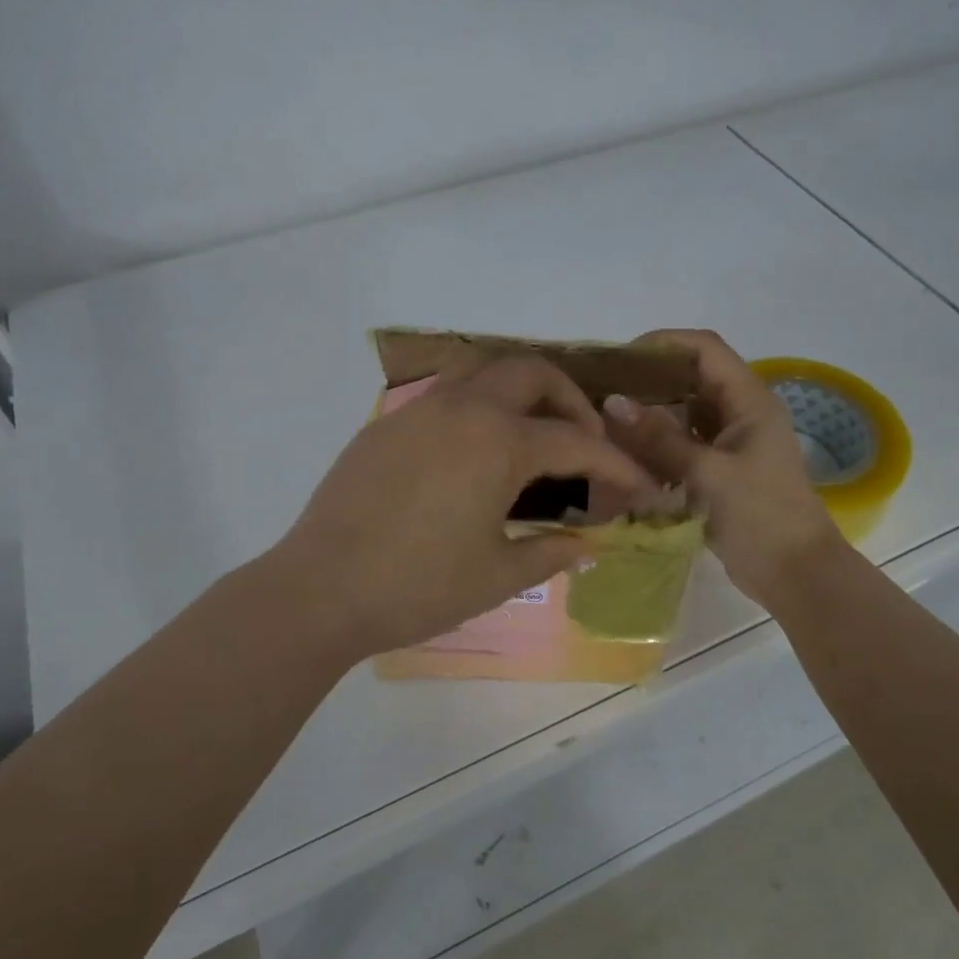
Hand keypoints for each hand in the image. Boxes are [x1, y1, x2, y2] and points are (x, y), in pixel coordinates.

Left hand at [269, 354, 656, 661]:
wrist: (320, 590)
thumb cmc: (418, 587)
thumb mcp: (497, 575)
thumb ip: (551, 552)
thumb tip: (588, 546)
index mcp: (498, 442)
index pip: (576, 441)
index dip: (616, 464)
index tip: (639, 486)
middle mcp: (463, 409)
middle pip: (531, 373)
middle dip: (570, 400)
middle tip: (582, 441)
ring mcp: (419, 410)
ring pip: (482, 369)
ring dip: (518, 388)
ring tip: (531, 430)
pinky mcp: (386, 424)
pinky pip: (444, 394)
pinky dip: (476, 405)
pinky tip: (473, 451)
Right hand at [600, 329, 843, 605]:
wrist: (795, 574)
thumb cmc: (760, 517)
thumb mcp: (706, 474)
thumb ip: (658, 438)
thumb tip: (612, 402)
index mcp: (749, 400)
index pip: (705, 348)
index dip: (663, 343)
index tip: (620, 358)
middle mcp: (740, 412)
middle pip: (691, 377)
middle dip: (648, 379)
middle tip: (603, 390)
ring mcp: (730, 441)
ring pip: (684, 412)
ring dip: (650, 414)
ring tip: (606, 419)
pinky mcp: (720, 468)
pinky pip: (683, 442)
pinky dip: (657, 443)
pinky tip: (626, 452)